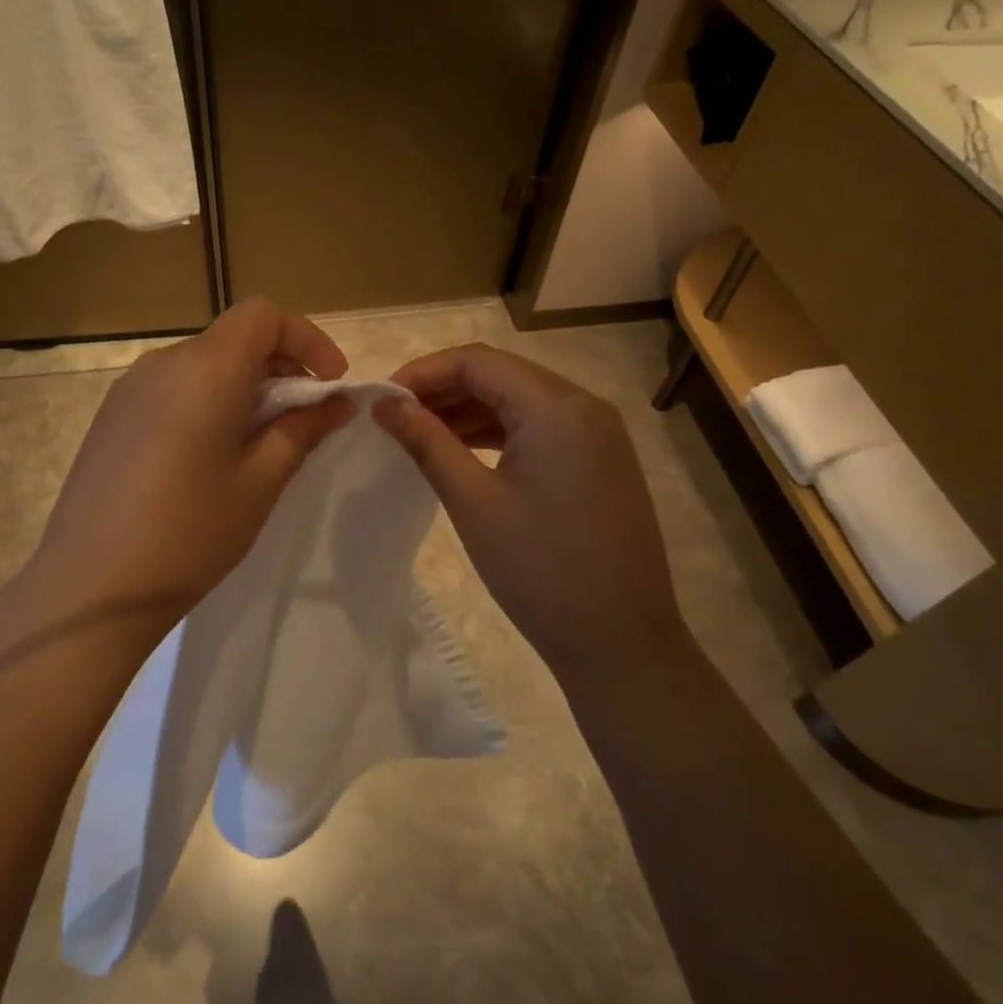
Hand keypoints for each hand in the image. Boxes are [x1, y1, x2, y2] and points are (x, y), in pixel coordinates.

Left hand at [22, 298, 354, 649]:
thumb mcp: (261, 482)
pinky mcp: (110, 416)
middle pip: (233, 338)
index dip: (306, 337)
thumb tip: (338, 401)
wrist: (92, 585)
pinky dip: (205, 401)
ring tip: (256, 443)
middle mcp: (163, 362)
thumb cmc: (191, 533)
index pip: (263, 314)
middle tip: (302, 421)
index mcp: (205, 369)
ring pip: (202, 363)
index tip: (329, 383)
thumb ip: (302, 429)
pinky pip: (171, 388)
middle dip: (279, 366)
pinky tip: (206, 456)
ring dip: (241, 386)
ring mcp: (129, 388)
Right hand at [372, 345, 682, 669]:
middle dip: (442, 390)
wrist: (621, 642)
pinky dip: (498, 431)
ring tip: (419, 435)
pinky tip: (463, 452)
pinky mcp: (600, 460)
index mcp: (556, 407)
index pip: (476, 361)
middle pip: (500, 374)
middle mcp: (584, 405)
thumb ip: (426, 441)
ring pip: (519, 400)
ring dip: (468, 410)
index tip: (381, 401)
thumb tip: (383, 403)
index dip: (422, 372)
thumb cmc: (540, 569)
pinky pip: (540, 426)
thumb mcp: (472, 501)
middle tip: (394, 418)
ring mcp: (598, 433)